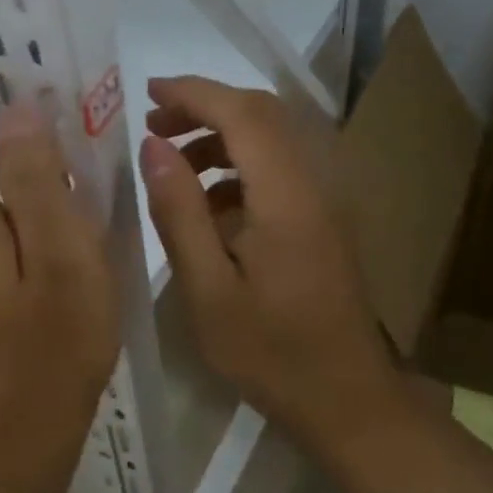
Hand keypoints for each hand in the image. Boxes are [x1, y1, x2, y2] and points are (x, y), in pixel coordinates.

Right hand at [139, 77, 406, 454]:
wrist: (347, 399)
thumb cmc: (270, 352)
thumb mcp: (207, 289)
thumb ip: (179, 212)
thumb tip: (153, 147)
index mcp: (286, 196)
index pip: (242, 112)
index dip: (193, 92)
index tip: (146, 93)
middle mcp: (314, 183)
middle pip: (263, 114)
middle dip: (205, 107)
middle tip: (153, 126)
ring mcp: (324, 201)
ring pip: (272, 139)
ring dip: (221, 137)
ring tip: (172, 163)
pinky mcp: (323, 221)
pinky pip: (279, 171)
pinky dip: (238, 168)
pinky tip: (208, 206)